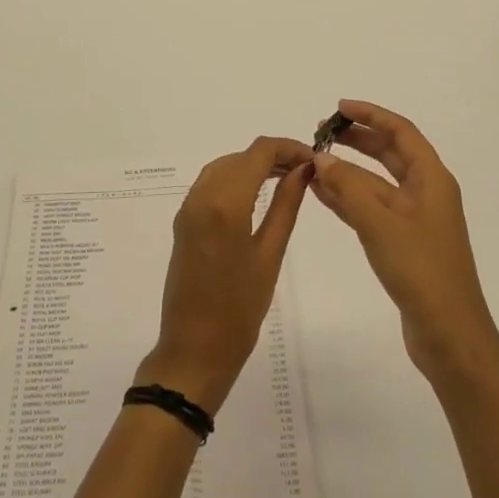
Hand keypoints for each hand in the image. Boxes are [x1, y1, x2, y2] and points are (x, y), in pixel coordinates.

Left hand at [137, 137, 312, 413]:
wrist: (194, 349)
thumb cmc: (240, 309)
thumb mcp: (270, 254)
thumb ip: (286, 205)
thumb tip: (303, 170)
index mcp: (225, 203)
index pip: (259, 152)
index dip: (289, 147)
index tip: (315, 159)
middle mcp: (201, 196)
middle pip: (240, 156)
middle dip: (273, 156)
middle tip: (306, 172)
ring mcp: (188, 208)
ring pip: (223, 167)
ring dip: (253, 165)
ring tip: (286, 179)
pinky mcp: (183, 221)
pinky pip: (210, 184)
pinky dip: (235, 179)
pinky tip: (257, 194)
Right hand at [309, 100, 498, 383]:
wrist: (450, 336)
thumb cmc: (422, 272)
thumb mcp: (380, 224)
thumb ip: (348, 188)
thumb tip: (321, 157)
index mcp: (432, 180)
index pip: (401, 132)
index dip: (371, 115)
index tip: (339, 108)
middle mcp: (426, 193)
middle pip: (390, 154)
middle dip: (357, 140)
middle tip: (321, 133)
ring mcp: (414, 220)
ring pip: (376, 184)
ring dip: (348, 171)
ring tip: (314, 161)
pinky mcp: (403, 244)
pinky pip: (371, 210)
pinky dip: (348, 199)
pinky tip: (322, 194)